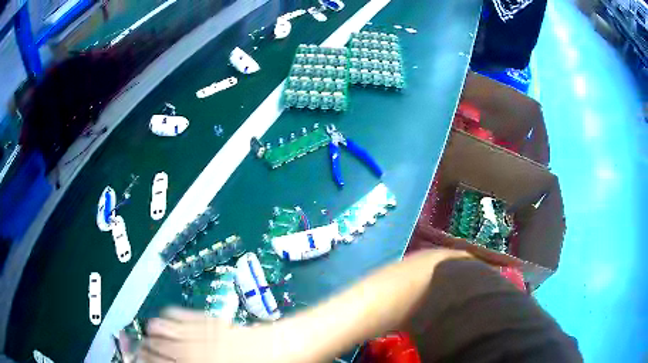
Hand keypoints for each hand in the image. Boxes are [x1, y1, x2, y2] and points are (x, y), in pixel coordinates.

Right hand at [139, 308, 292, 362]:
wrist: (287, 348)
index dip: (146, 360)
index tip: (139, 359)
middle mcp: (194, 349)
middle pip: (158, 346)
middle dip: (146, 348)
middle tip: (138, 348)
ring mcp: (202, 332)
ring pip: (165, 328)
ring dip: (154, 331)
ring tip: (148, 331)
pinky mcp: (212, 318)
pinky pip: (182, 314)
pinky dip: (170, 315)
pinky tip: (166, 315)